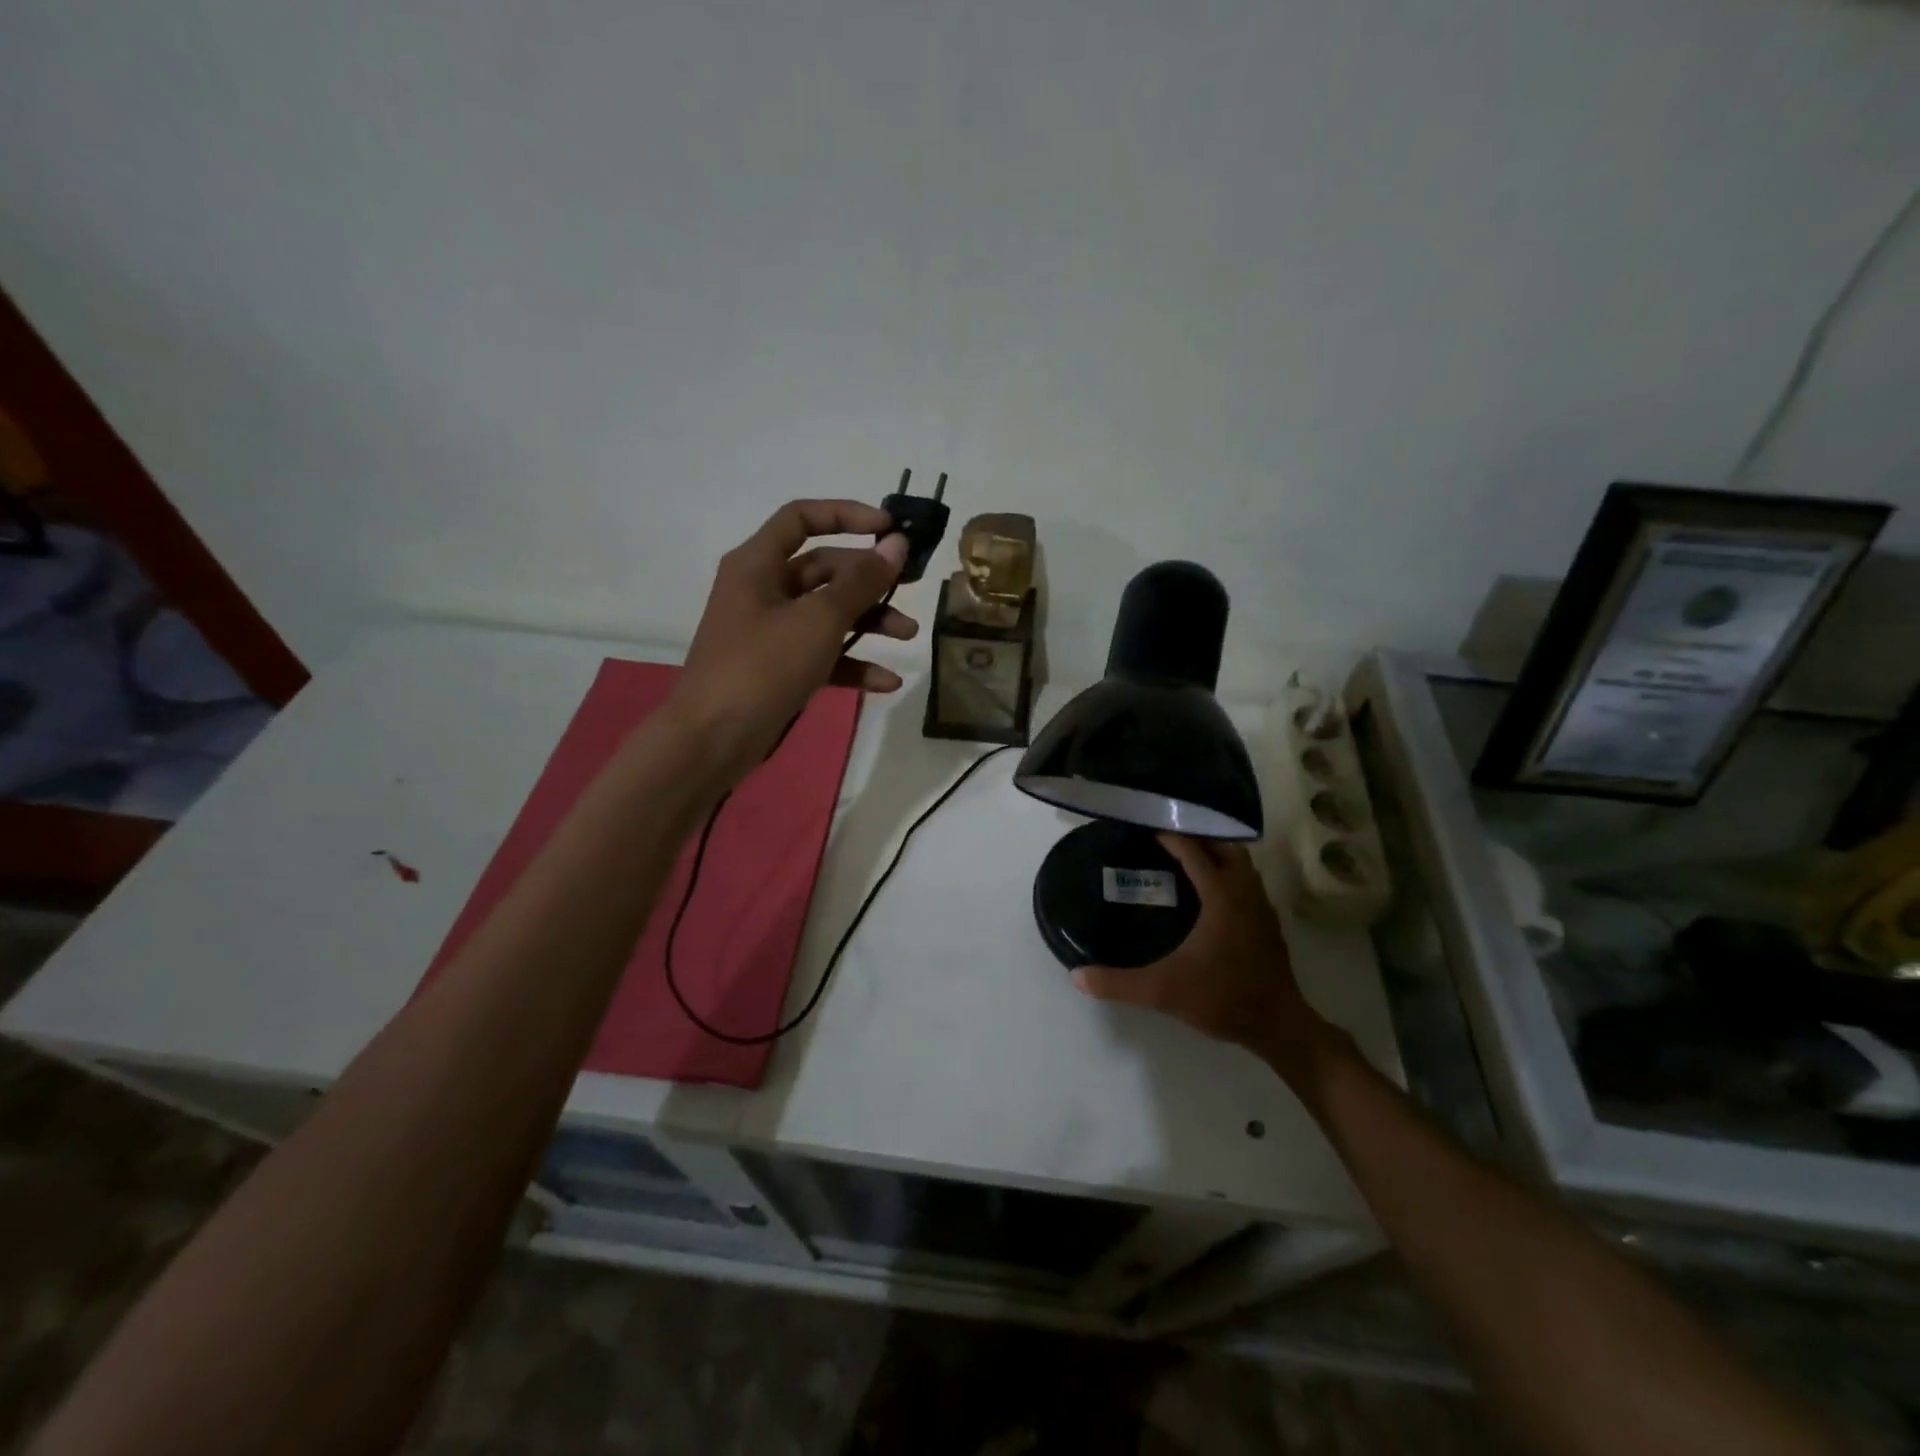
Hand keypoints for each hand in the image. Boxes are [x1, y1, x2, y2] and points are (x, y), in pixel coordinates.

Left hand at [667, 499, 917, 782]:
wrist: (714, 740)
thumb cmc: (763, 667)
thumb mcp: (818, 620)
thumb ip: (861, 582)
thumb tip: (896, 545)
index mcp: (758, 564)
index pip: (802, 518)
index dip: (847, 515)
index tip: (890, 530)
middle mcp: (763, 590)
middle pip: (824, 569)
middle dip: (869, 580)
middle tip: (911, 588)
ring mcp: (771, 632)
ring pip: (828, 614)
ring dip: (869, 622)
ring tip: (909, 636)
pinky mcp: (779, 669)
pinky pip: (823, 655)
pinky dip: (853, 664)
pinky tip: (886, 682)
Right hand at [1071, 835, 1324, 1065]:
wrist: (1279, 1027)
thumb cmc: (1223, 998)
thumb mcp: (1164, 991)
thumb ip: (1119, 983)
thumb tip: (1077, 976)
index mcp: (1222, 896)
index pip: (1193, 850)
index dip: (1169, 835)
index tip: (1144, 825)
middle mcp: (1245, 892)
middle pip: (1223, 846)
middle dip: (1197, 835)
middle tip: (1164, 835)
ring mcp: (1261, 906)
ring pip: (1240, 862)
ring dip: (1215, 853)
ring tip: (1184, 856)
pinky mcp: (1268, 922)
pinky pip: (1246, 881)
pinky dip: (1227, 873)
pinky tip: (1207, 891)